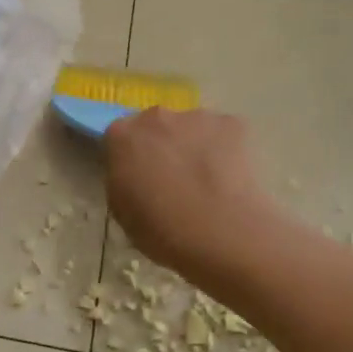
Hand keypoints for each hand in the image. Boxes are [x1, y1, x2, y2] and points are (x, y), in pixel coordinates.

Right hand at [102, 108, 284, 293]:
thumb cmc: (160, 230)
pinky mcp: (233, 124)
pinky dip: (224, 150)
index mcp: (121, 136)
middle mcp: (156, 117)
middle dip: (162, 146)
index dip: (130, 159)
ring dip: (193, 147)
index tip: (139, 179)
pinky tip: (229, 178)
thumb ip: (122, 180)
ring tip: (206, 182)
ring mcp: (197, 117)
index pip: (119, 138)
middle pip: (156, 126)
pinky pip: (223, 134)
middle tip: (173, 180)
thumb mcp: (121, 210)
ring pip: (191, 128)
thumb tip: (135, 174)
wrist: (220, 234)